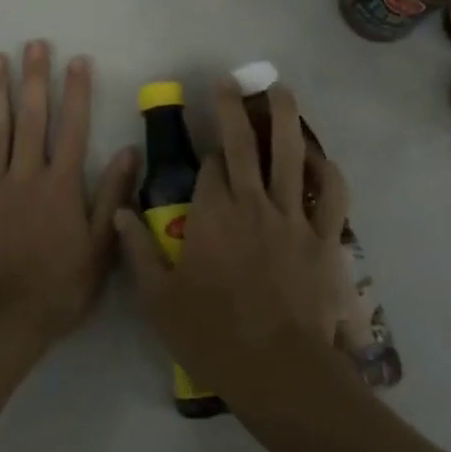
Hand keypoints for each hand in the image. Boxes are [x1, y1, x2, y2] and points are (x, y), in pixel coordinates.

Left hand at [0, 42, 136, 356]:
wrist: (3, 319)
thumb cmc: (58, 287)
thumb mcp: (100, 247)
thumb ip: (112, 196)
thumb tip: (130, 151)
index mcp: (61, 184)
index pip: (73, 128)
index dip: (77, 93)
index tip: (77, 61)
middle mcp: (26, 174)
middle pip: (32, 118)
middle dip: (34, 79)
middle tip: (33, 44)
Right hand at [116, 77, 351, 413]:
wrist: (278, 371)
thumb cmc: (212, 334)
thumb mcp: (158, 298)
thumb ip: (136, 249)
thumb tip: (119, 211)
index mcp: (212, 214)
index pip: (210, 166)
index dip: (207, 154)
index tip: (206, 151)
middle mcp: (251, 203)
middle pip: (244, 143)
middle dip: (234, 107)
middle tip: (231, 80)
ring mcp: (292, 218)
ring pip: (289, 155)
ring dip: (284, 117)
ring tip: (279, 89)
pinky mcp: (323, 239)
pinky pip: (331, 196)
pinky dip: (327, 171)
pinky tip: (319, 156)